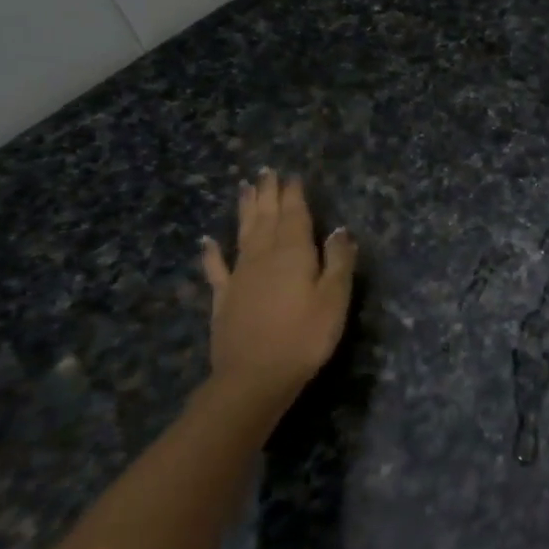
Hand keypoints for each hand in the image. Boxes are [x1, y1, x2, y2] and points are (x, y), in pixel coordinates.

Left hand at [200, 170, 356, 404]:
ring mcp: (239, 276)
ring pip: (243, 234)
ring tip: (245, 189)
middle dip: (268, 194)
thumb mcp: (334, 298)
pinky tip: (208, 241)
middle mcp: (263, 256)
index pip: (294, 215)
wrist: (255, 376)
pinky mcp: (224, 298)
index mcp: (293, 253)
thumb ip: (338, 261)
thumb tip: (340, 230)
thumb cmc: (305, 336)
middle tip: (266, 172)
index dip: (293, 195)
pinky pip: (216, 268)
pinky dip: (212, 253)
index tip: (292, 175)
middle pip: (266, 218)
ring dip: (245, 211)